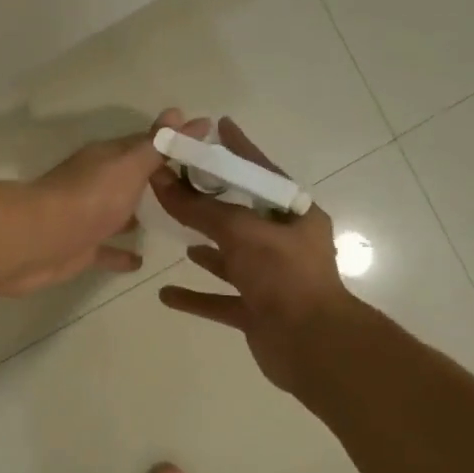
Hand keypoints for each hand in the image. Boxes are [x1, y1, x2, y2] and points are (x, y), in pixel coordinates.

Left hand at [0, 109, 209, 297]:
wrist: (35, 240)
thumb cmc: (88, 198)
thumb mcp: (129, 165)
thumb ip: (157, 145)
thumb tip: (184, 113)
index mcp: (108, 159)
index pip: (146, 146)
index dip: (173, 146)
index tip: (204, 150)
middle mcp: (97, 184)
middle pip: (132, 180)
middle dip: (158, 182)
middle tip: (197, 191)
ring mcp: (88, 218)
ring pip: (120, 214)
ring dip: (139, 216)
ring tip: (175, 223)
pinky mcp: (81, 250)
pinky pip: (107, 250)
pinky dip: (123, 254)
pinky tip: (142, 261)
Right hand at [151, 118, 361, 393]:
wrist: (312, 345)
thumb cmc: (283, 275)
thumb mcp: (240, 232)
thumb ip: (199, 208)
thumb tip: (161, 180)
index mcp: (293, 216)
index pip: (261, 172)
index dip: (239, 149)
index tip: (218, 127)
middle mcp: (284, 244)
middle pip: (240, 215)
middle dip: (211, 201)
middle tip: (179, 181)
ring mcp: (270, 279)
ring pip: (231, 257)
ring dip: (206, 248)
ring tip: (176, 233)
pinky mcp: (256, 311)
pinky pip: (220, 299)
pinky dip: (196, 296)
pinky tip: (166, 294)